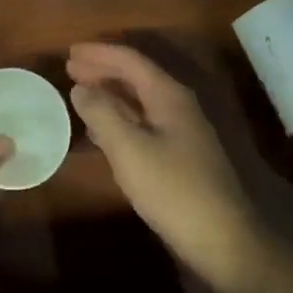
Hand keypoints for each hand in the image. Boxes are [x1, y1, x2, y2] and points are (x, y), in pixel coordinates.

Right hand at [67, 43, 266, 292]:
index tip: (70, 51)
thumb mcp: (129, 149)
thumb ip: (102, 113)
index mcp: (168, 96)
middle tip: (70, 69)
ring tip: (80, 92)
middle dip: (102, 70)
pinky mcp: (179, 156)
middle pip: (136, 76)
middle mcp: (177, 106)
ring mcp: (181, 131)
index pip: (130, 60)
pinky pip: (142, 123)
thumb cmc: (173, 189)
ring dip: (109, 93)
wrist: (222, 241)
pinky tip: (101, 129)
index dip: (99, 53)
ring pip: (139, 100)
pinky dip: (118, 118)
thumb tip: (80, 88)